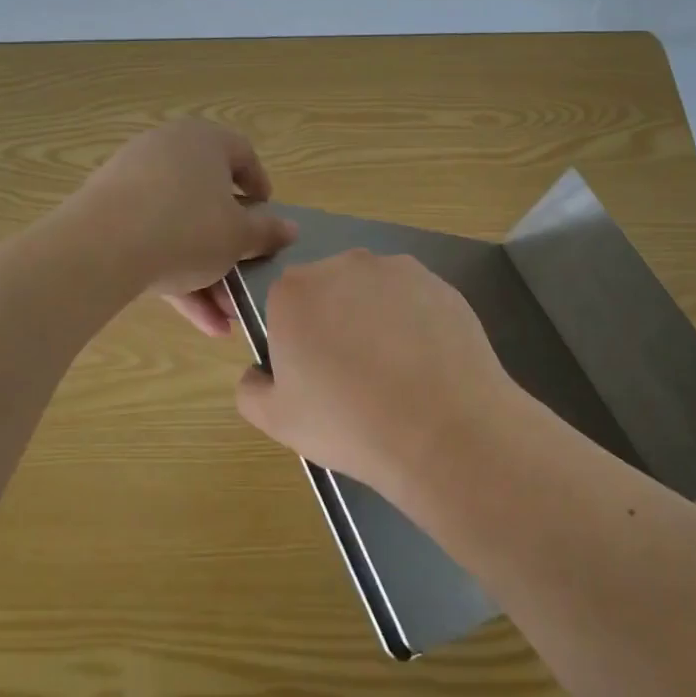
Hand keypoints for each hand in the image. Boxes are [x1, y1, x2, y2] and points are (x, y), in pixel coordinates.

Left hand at [72, 119, 296, 335]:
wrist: (100, 249)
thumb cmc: (187, 228)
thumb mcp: (238, 236)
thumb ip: (267, 232)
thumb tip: (290, 228)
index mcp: (203, 141)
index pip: (242, 154)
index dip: (260, 187)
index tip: (268, 219)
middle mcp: (166, 151)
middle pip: (209, 201)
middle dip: (230, 250)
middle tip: (245, 281)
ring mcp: (132, 183)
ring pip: (181, 229)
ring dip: (206, 274)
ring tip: (223, 320)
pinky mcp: (107, 216)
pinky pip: (152, 243)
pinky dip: (176, 277)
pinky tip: (199, 322)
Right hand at [233, 250, 522, 494]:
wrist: (445, 432)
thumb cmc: (349, 424)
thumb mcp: (275, 420)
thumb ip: (250, 387)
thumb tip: (260, 370)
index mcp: (295, 291)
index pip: (284, 306)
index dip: (296, 342)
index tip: (314, 376)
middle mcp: (344, 265)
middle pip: (329, 292)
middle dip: (335, 323)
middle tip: (353, 376)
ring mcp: (398, 270)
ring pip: (374, 294)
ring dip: (375, 320)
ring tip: (396, 373)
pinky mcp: (441, 284)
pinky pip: (414, 302)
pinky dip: (415, 325)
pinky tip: (426, 365)